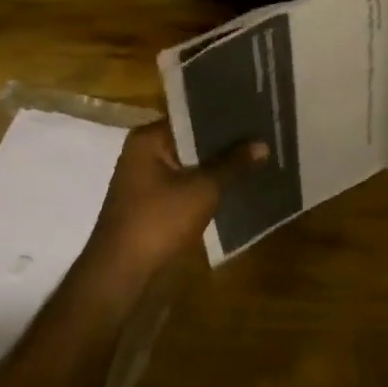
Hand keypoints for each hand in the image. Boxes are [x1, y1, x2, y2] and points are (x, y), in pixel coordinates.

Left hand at [79, 120, 266, 281]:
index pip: (192, 116)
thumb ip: (233, 164)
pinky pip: (187, 184)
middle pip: (192, 140)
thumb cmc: (159, 221)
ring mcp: (148, 180)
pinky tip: (238, 183)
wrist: (123, 274)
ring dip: (219, 165)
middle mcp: (145, 153)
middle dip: (226, 142)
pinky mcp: (154, 203)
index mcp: (148, 139)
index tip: (256, 112)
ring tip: (258, 156)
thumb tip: (263, 143)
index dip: (225, 116)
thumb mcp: (203, 189)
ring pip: (192, 164)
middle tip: (264, 133)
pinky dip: (209, 184)